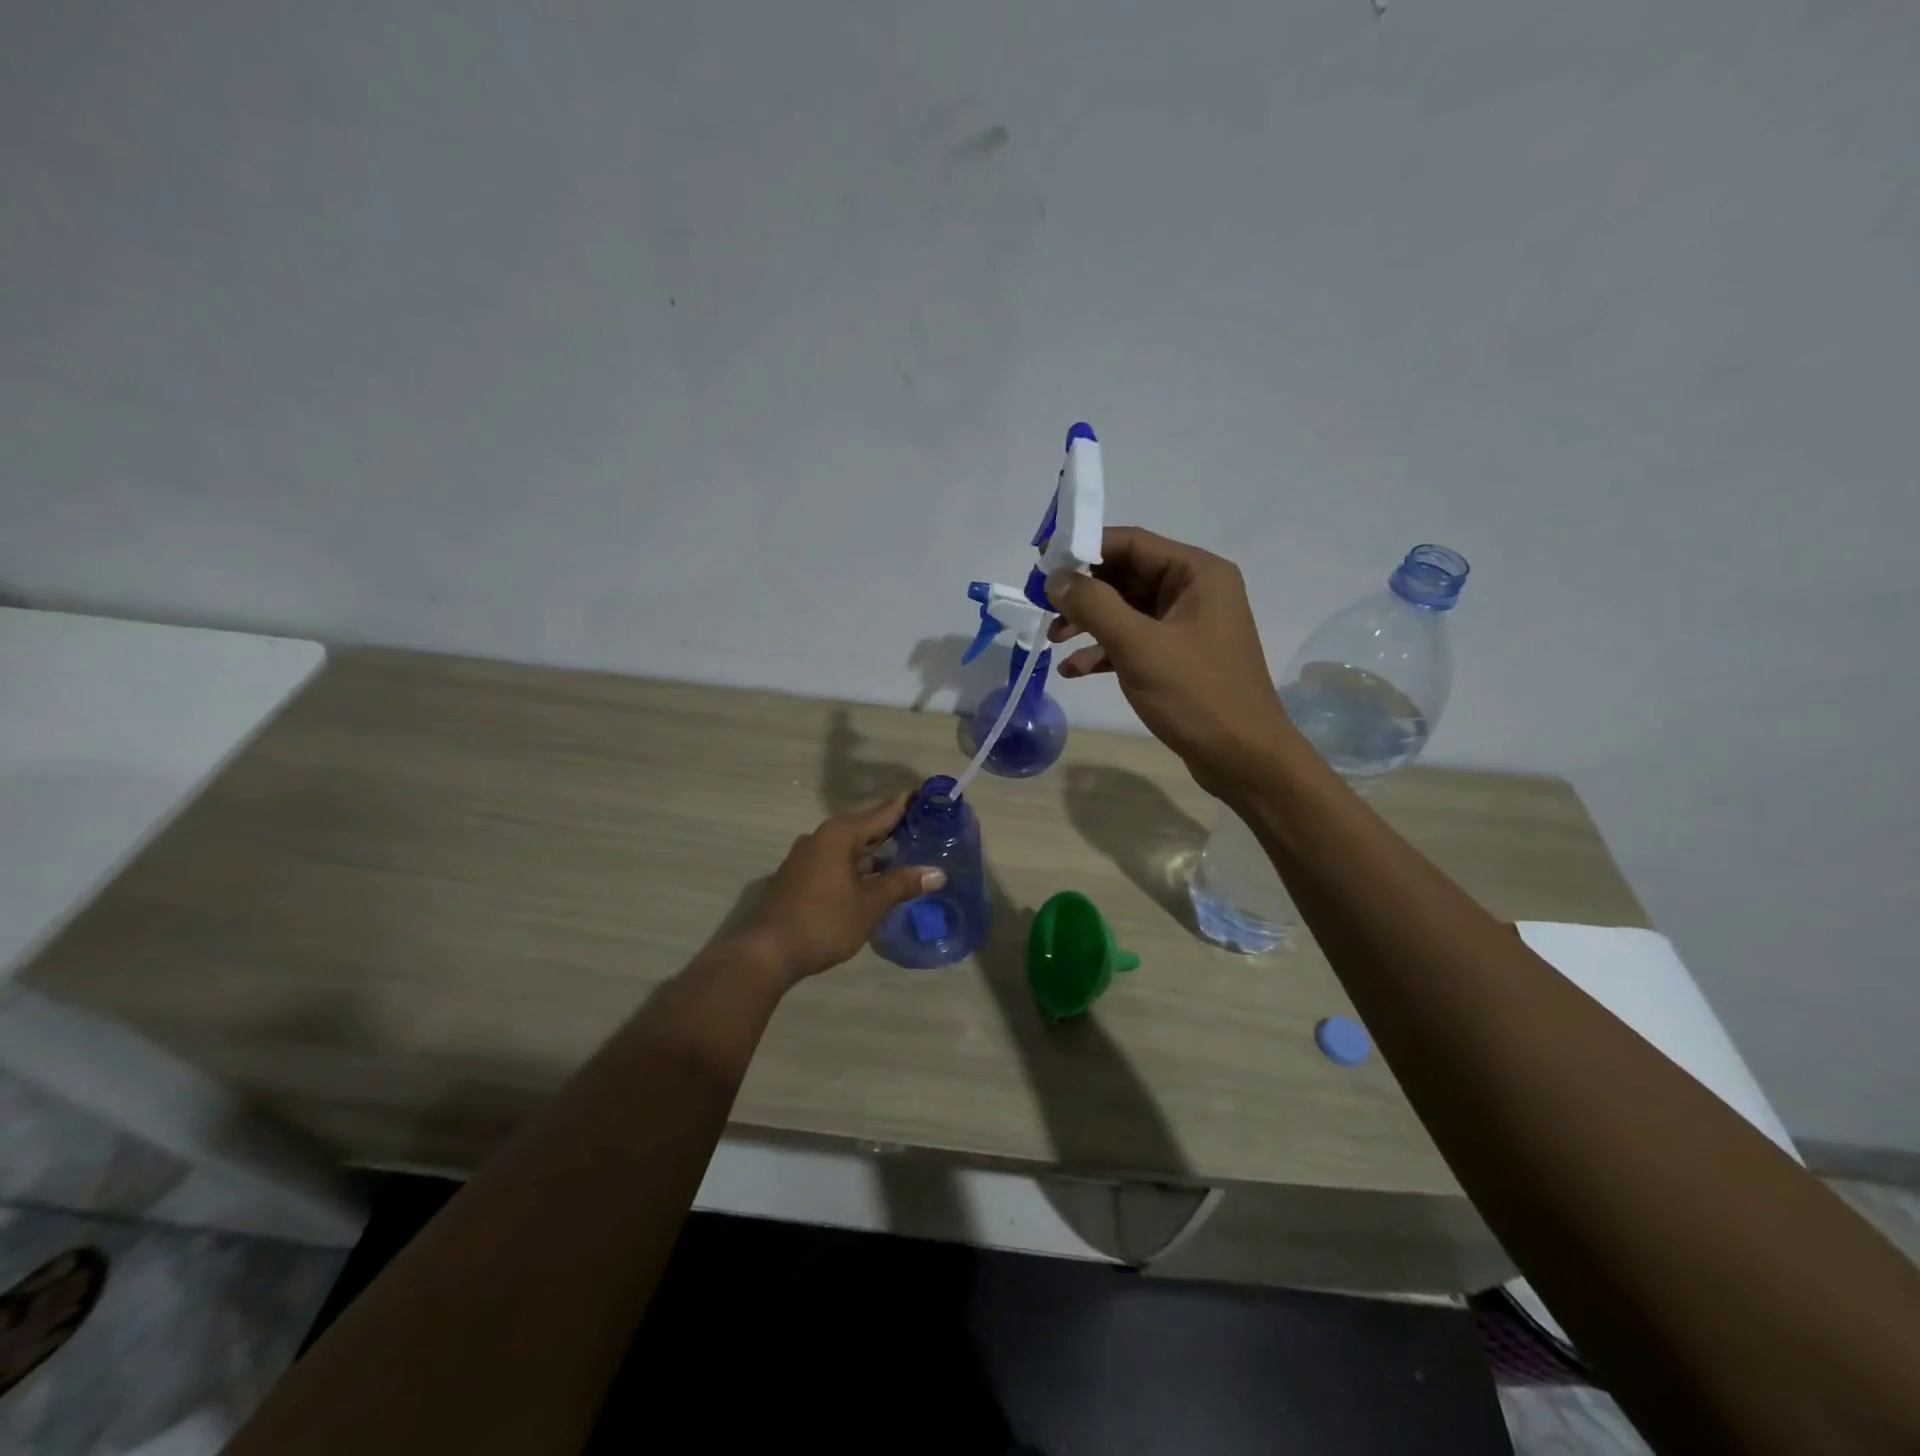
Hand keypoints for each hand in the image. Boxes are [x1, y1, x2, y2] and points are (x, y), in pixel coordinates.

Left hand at [741, 794, 945, 982]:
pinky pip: (837, 860)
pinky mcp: (800, 876)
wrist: (767, 952)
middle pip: (864, 826)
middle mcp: (821, 837)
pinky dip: (858, 864)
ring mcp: (807, 857)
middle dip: (892, 827)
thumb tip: (938, 873)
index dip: (905, 803)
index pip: (882, 811)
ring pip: (850, 846)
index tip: (926, 793)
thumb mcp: (870, 904)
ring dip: (875, 850)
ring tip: (905, 852)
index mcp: (839, 834)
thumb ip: (903, 884)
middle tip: (923, 824)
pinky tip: (874, 877)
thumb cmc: (824, 921)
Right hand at [1047, 527, 1297, 796]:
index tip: (1042, 563)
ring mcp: (1187, 626)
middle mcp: (1194, 591)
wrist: (1243, 758)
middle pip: (1125, 575)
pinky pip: (1133, 641)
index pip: (1131, 543)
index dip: (1083, 547)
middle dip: (1082, 591)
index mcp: (1197, 573)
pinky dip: (1103, 651)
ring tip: (1053, 639)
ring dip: (1088, 622)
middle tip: (1042, 605)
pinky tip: (1072, 670)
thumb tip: (1055, 578)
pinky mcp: (1178, 658)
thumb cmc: (1196, 694)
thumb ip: (1093, 605)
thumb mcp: (1139, 645)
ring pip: (1126, 610)